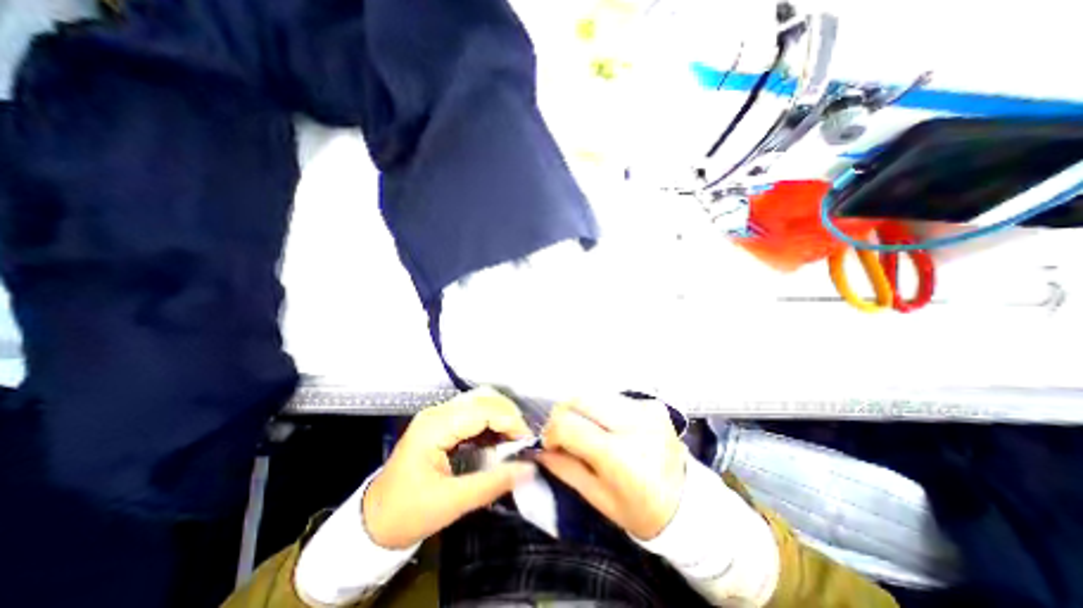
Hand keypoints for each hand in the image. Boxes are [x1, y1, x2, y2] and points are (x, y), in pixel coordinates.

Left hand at [362, 389, 533, 550]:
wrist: (373, 522)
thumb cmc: (407, 514)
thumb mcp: (451, 504)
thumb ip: (492, 484)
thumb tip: (528, 469)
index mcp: (435, 426)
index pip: (482, 410)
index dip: (509, 421)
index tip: (527, 442)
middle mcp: (438, 413)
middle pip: (483, 399)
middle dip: (508, 417)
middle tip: (523, 441)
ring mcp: (439, 416)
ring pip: (481, 403)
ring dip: (501, 418)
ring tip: (515, 441)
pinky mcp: (443, 424)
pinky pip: (474, 414)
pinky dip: (491, 425)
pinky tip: (500, 441)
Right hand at [538, 395, 684, 541]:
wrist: (688, 504)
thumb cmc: (640, 510)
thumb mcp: (598, 499)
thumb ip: (565, 469)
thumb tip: (539, 449)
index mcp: (620, 455)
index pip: (569, 424)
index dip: (551, 432)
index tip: (551, 444)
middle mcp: (634, 424)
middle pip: (580, 398)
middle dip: (563, 412)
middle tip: (564, 432)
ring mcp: (646, 409)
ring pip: (595, 393)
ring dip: (582, 409)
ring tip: (585, 428)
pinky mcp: (652, 403)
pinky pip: (613, 397)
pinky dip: (601, 408)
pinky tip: (608, 426)